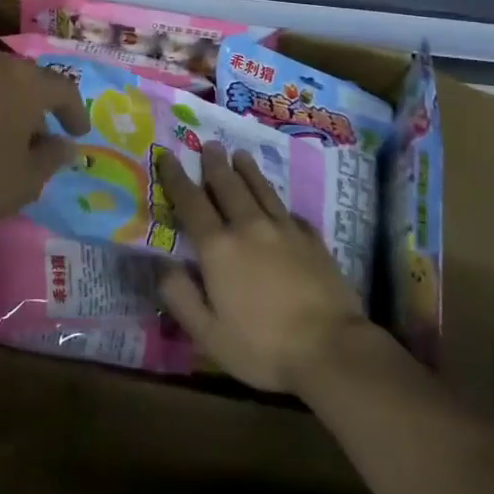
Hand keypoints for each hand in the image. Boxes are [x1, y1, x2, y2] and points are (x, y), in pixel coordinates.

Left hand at [0, 46, 89, 231]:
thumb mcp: (21, 182)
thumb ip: (50, 160)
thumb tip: (66, 145)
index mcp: (26, 83)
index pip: (64, 89)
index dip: (75, 111)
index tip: (78, 132)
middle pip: (26, 78)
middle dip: (37, 103)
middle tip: (38, 132)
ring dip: (2, 100)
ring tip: (0, 129)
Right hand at [155, 143, 372, 394]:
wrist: (332, 349)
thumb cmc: (262, 346)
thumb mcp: (208, 333)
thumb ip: (180, 296)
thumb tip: (162, 264)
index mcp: (218, 248)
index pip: (191, 202)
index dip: (176, 177)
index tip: (166, 154)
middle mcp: (249, 227)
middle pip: (228, 186)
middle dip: (215, 164)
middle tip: (210, 144)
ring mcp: (285, 230)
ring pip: (261, 190)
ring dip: (248, 171)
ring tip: (240, 155)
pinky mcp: (313, 240)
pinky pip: (290, 212)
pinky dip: (279, 203)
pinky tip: (279, 204)